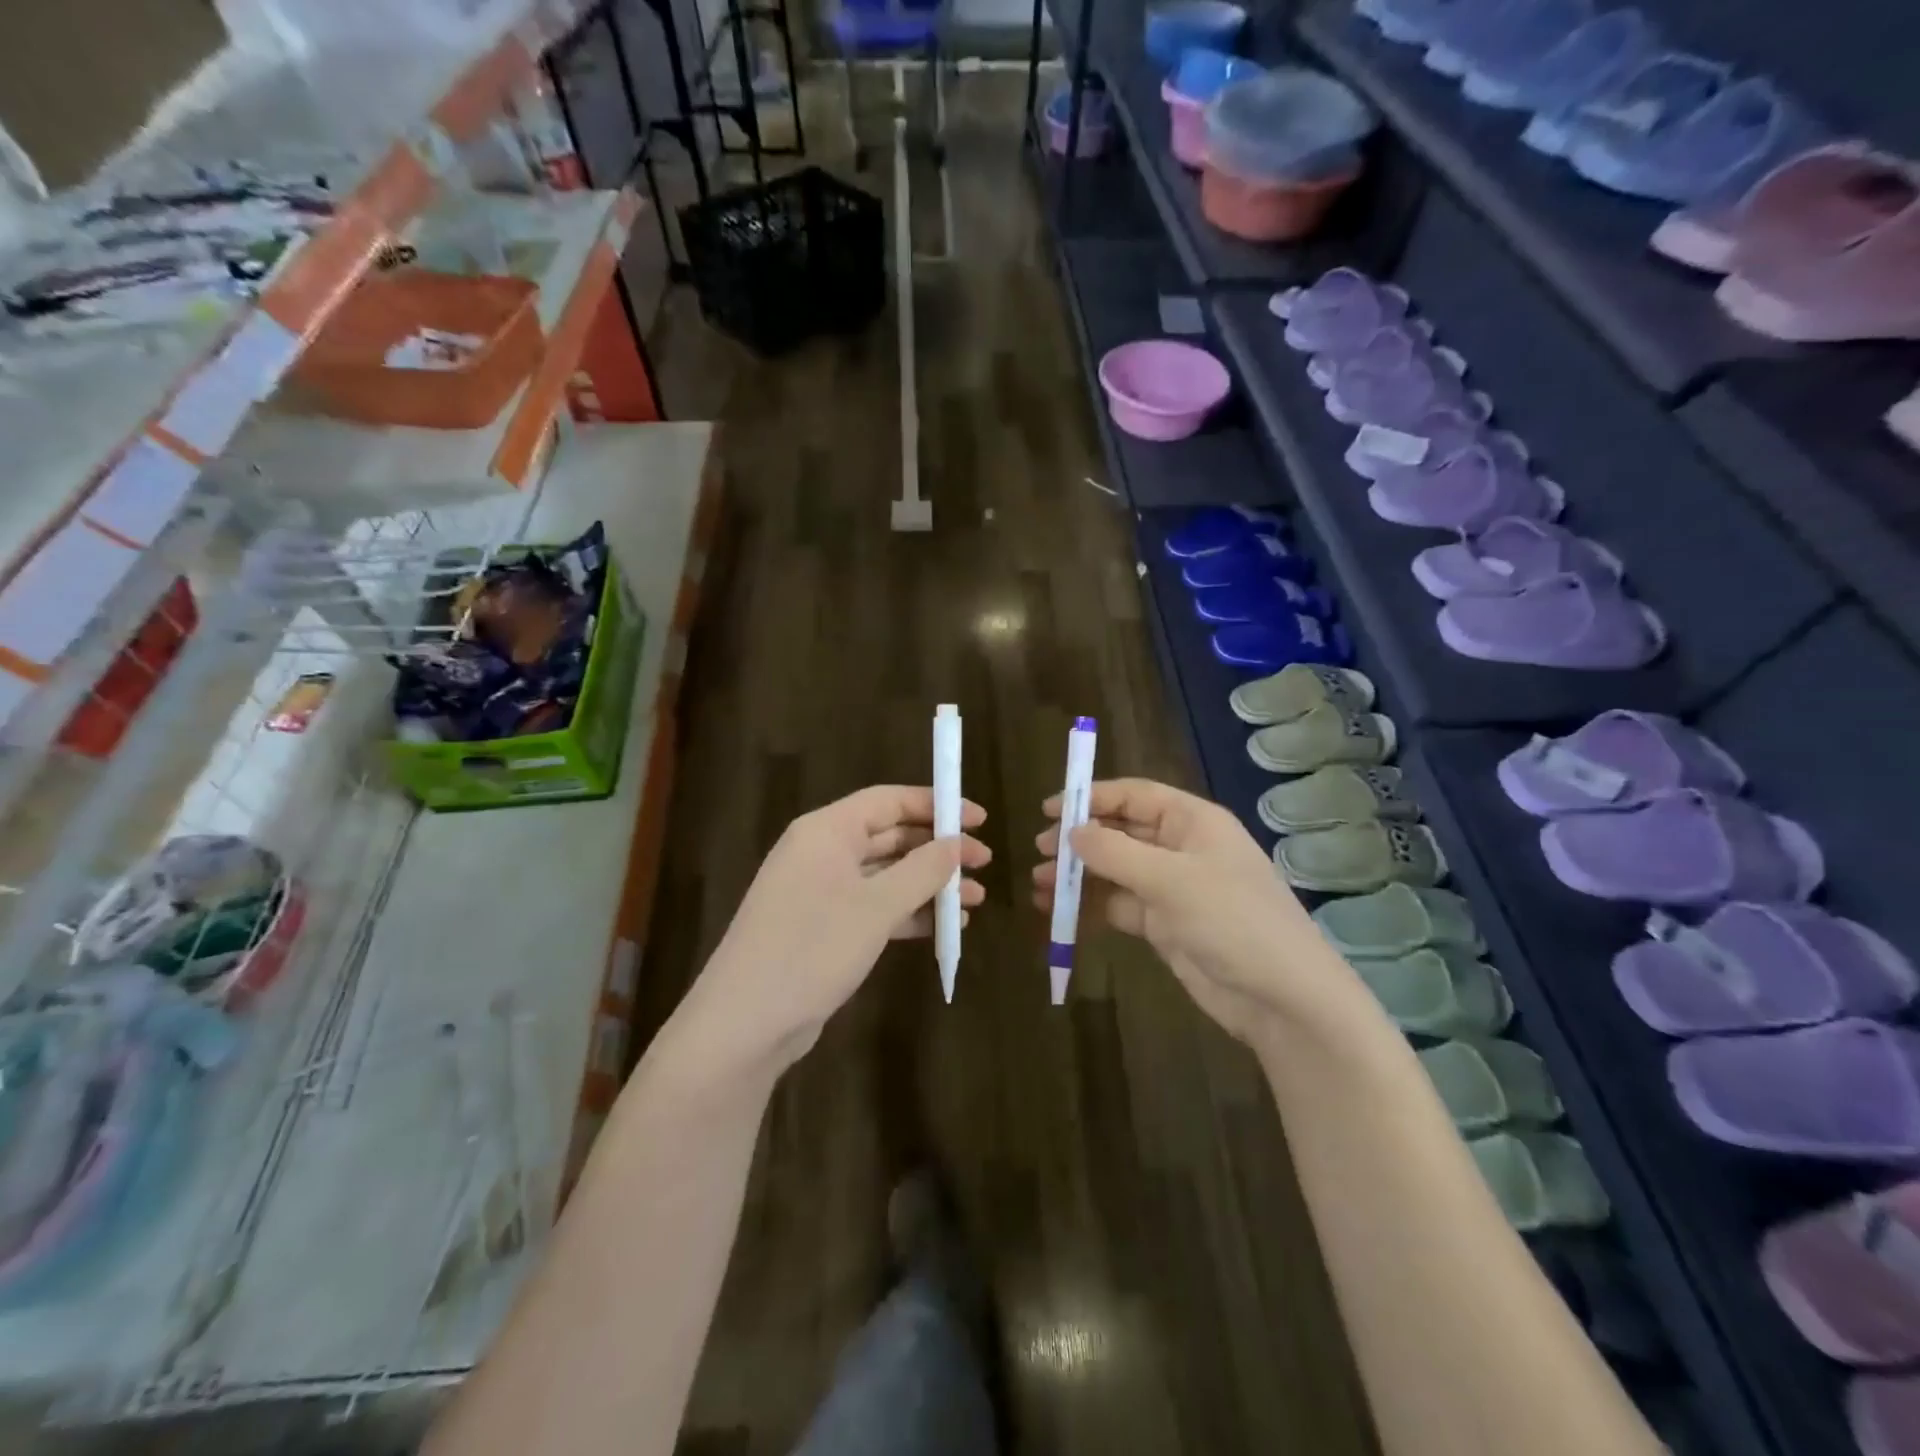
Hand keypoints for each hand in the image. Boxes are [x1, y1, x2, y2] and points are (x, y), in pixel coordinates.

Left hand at [674, 786, 990, 1079]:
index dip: (936, 805)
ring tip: (975, 900)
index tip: (979, 820)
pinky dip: (909, 912)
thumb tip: (958, 843)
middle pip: (890, 836)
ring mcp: (821, 892)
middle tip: (985, 864)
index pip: (889, 801)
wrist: (746, 1023)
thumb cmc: (812, 948)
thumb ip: (923, 869)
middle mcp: (822, 853)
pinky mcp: (824, 928)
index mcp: (827, 830)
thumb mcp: (876, 906)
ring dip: (929, 885)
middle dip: (939, 850)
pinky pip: (875, 907)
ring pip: (887, 875)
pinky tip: (944, 926)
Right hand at [1032, 778, 1351, 1043]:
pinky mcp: (1165, 925)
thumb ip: (1115, 853)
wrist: (1282, 998)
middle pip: (1120, 831)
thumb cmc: (1232, 921)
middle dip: (1079, 840)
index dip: (1091, 798)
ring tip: (1038, 885)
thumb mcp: (1171, 880)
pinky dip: (1090, 906)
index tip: (1050, 810)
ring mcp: (1173, 888)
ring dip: (1078, 875)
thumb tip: (1071, 832)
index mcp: (1193, 821)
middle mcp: (1181, 847)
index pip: (1134, 796)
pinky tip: (1058, 912)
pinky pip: (1118, 905)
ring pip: (1115, 870)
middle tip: (1039, 852)